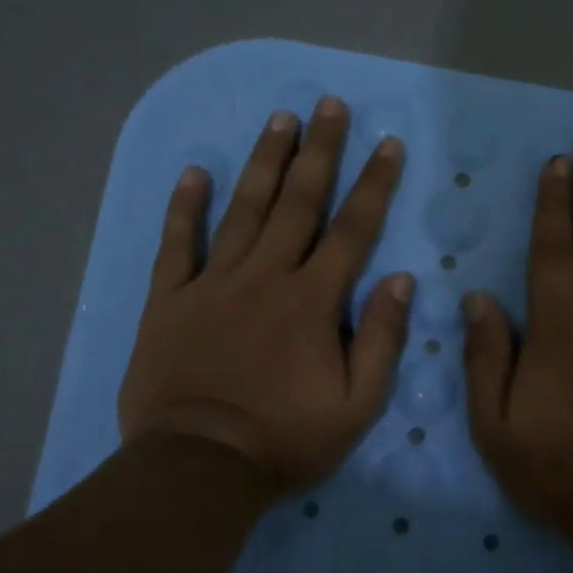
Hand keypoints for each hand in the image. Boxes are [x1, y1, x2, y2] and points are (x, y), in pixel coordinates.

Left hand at [119, 97, 412, 499]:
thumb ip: (382, 340)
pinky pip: (177, 244)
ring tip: (280, 119)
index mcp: (312, 301)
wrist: (198, 468)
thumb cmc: (285, 440)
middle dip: (320, 150)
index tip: (388, 144)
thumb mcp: (357, 406)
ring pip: (243, 209)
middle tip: (330, 104)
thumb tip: (403, 280)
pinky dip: (184, 207)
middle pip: (298, 202)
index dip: (374, 184)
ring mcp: (213, 284)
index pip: (352, 230)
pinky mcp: (169, 300)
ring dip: (265, 162)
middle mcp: (265, 277)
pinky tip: (195, 172)